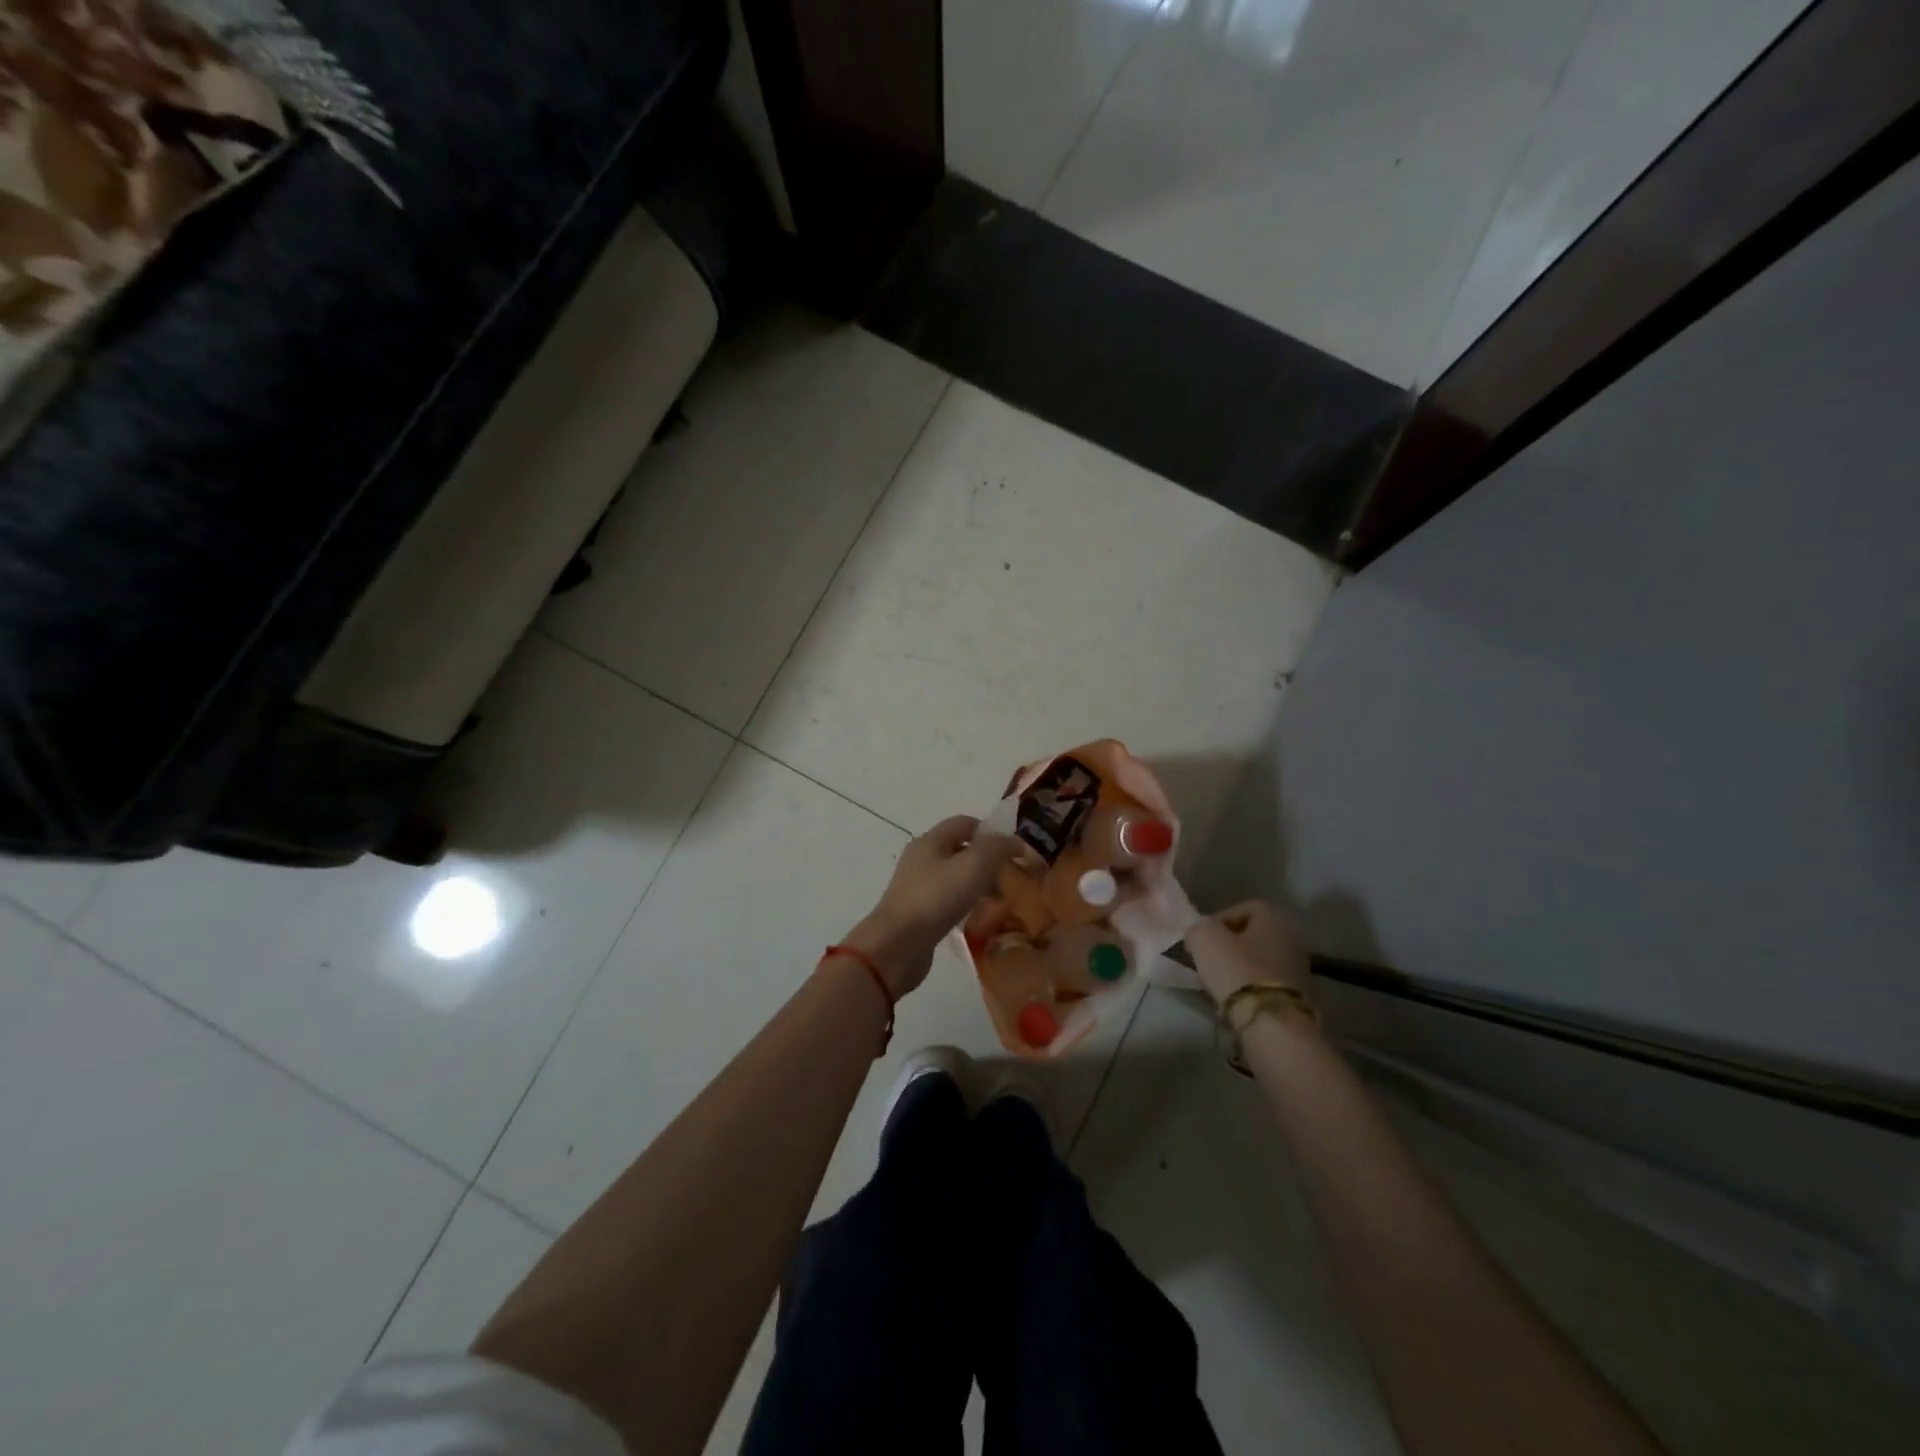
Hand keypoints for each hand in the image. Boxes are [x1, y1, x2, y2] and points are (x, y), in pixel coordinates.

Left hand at [842, 815, 1022, 996]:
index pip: (965, 823)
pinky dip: (965, 905)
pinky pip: (947, 900)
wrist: (896, 946)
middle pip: (961, 850)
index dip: (991, 832)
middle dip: (988, 862)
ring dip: (979, 885)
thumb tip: (1016, 842)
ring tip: (997, 903)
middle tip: (1010, 880)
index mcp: (931, 840)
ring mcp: (917, 887)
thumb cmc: (936, 898)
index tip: (1014, 852)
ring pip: (956, 877)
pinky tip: (976, 919)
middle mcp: (921, 859)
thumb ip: (997, 848)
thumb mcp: (974, 865)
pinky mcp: (917, 913)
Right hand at [1185, 900, 1308, 1006]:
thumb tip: (1200, 933)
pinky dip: (1251, 988)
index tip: (1202, 940)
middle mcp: (1292, 936)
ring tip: (1219, 982)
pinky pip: (1267, 983)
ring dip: (1239, 968)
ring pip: (1259, 960)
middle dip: (1229, 946)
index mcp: (1274, 916)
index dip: (1217, 921)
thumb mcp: (1204, 938)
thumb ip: (1198, 927)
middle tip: (1208, 960)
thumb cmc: (1237, 970)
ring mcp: (1300, 968)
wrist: (1271, 1022)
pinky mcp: (1299, 996)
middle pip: (1252, 936)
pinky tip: (1236, 999)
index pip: (1241, 908)